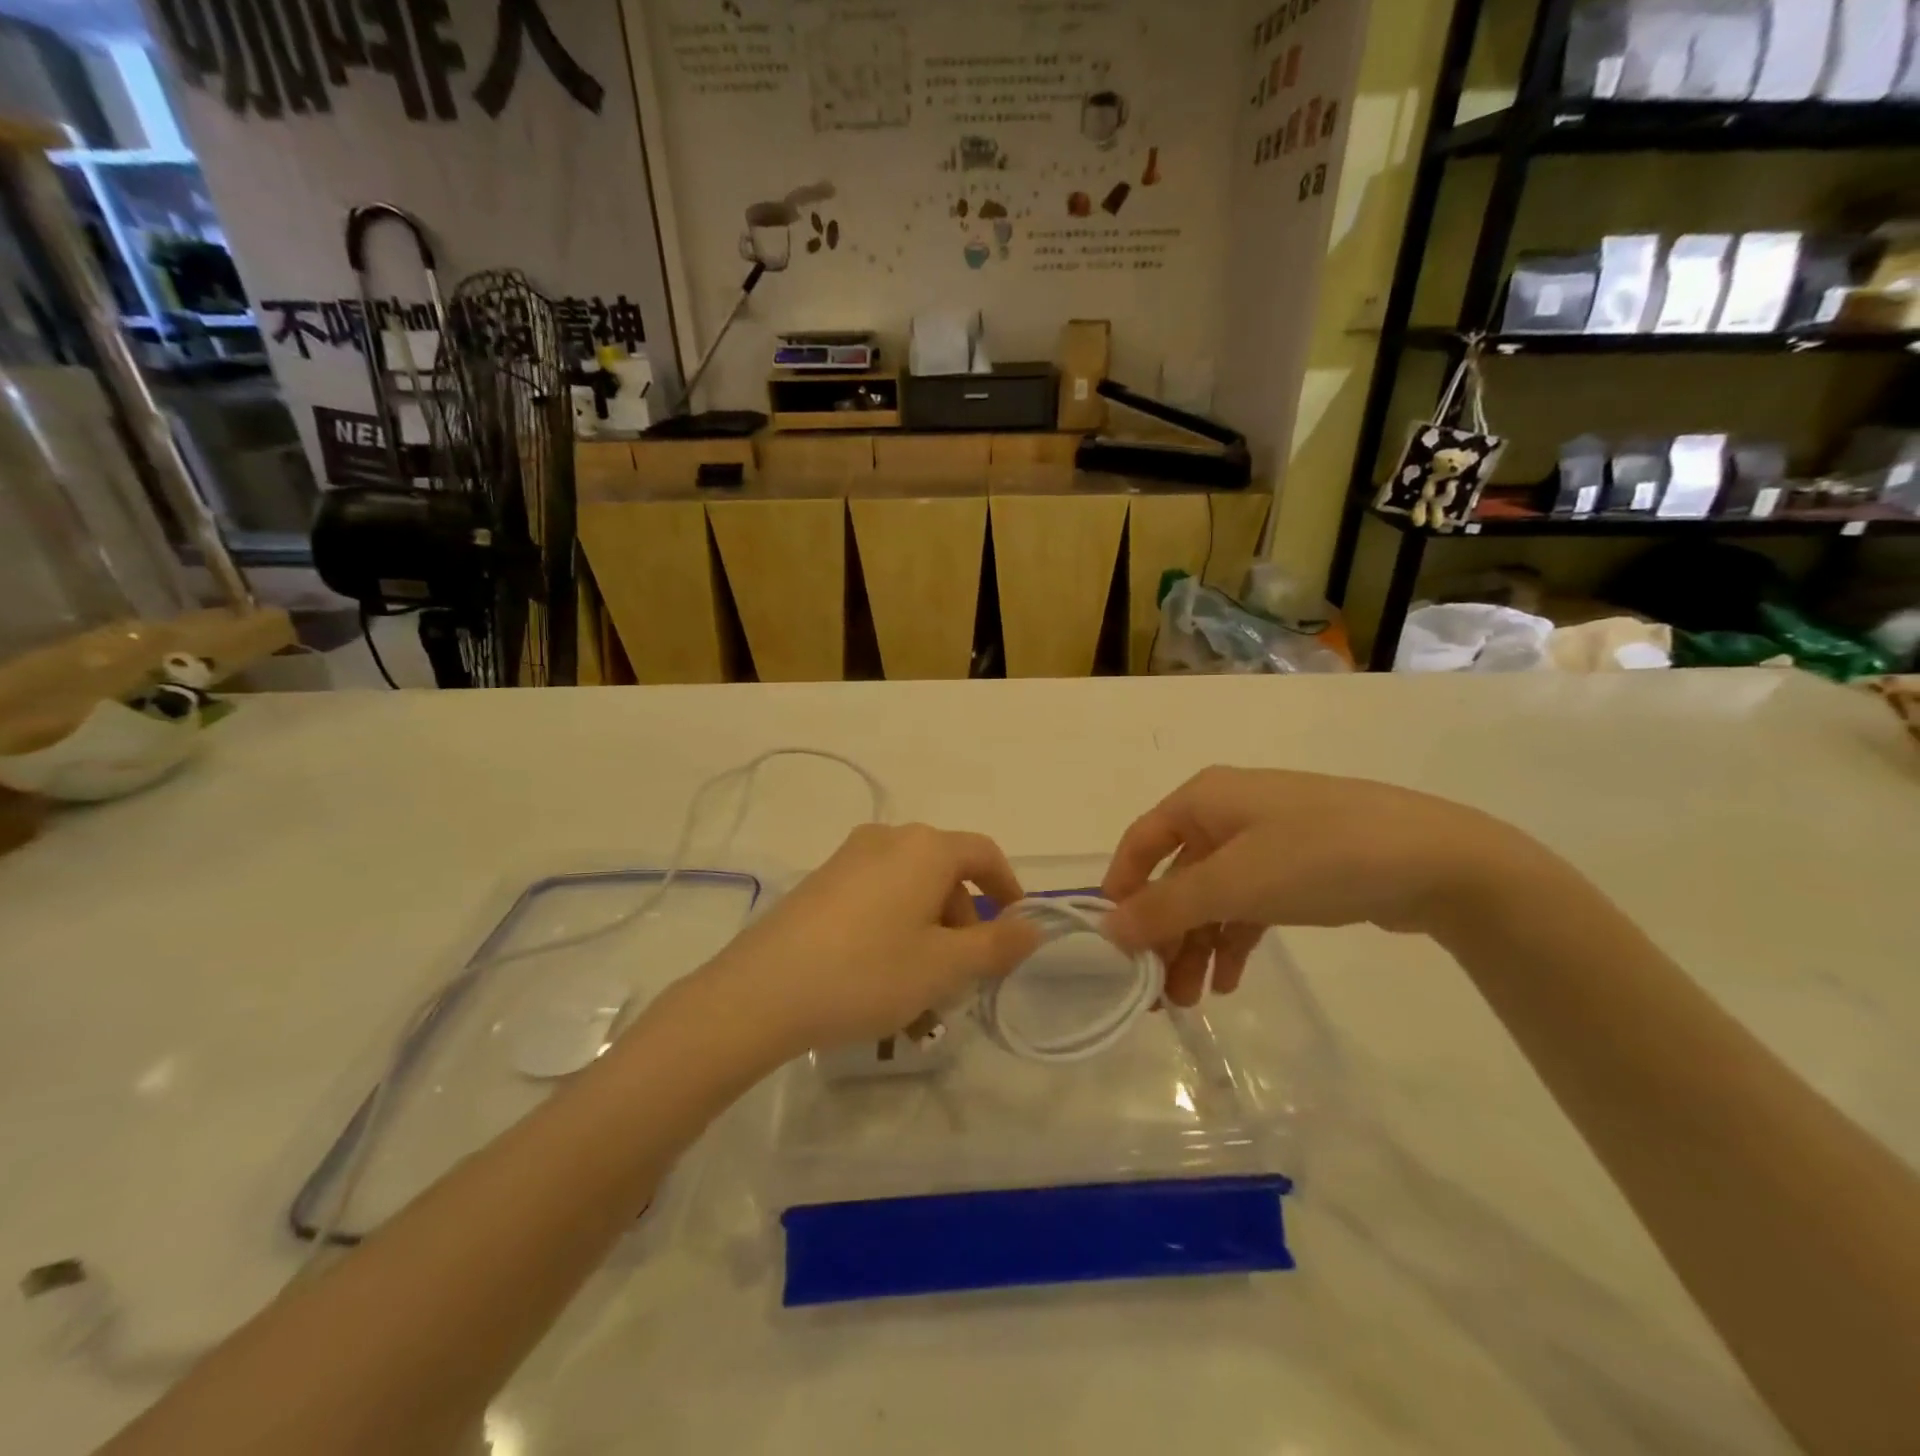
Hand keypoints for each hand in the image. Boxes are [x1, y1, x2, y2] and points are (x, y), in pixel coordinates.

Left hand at [705, 824, 1044, 1056]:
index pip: (984, 854)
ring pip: (909, 892)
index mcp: (925, 848)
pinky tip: (881, 982)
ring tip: (921, 996)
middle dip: (962, 924)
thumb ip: (996, 945)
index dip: (1007, 889)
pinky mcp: (820, 883)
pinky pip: (876, 899)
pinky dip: (894, 932)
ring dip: (928, 936)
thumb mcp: (944, 966)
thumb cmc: (869, 972)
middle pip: (945, 874)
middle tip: (962, 978)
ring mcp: (848, 859)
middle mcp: (888, 839)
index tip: (1015, 930)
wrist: (762, 992)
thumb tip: (1032, 926)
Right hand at [1100, 767, 1530, 1006]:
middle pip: (1177, 877)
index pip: (1141, 843)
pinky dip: (1234, 940)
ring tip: (1192, 1001)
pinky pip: (1249, 905)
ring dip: (1197, 945)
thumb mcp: (1234, 883)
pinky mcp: (1299, 869)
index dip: (1121, 890)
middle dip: (1165, 934)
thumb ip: (1166, 907)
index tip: (1113, 943)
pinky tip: (1228, 980)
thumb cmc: (1318, 857)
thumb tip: (1108, 928)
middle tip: (1156, 992)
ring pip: (1213, 897)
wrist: (1438, 860)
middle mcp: (1227, 814)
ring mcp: (1266, 841)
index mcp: (1204, 800)